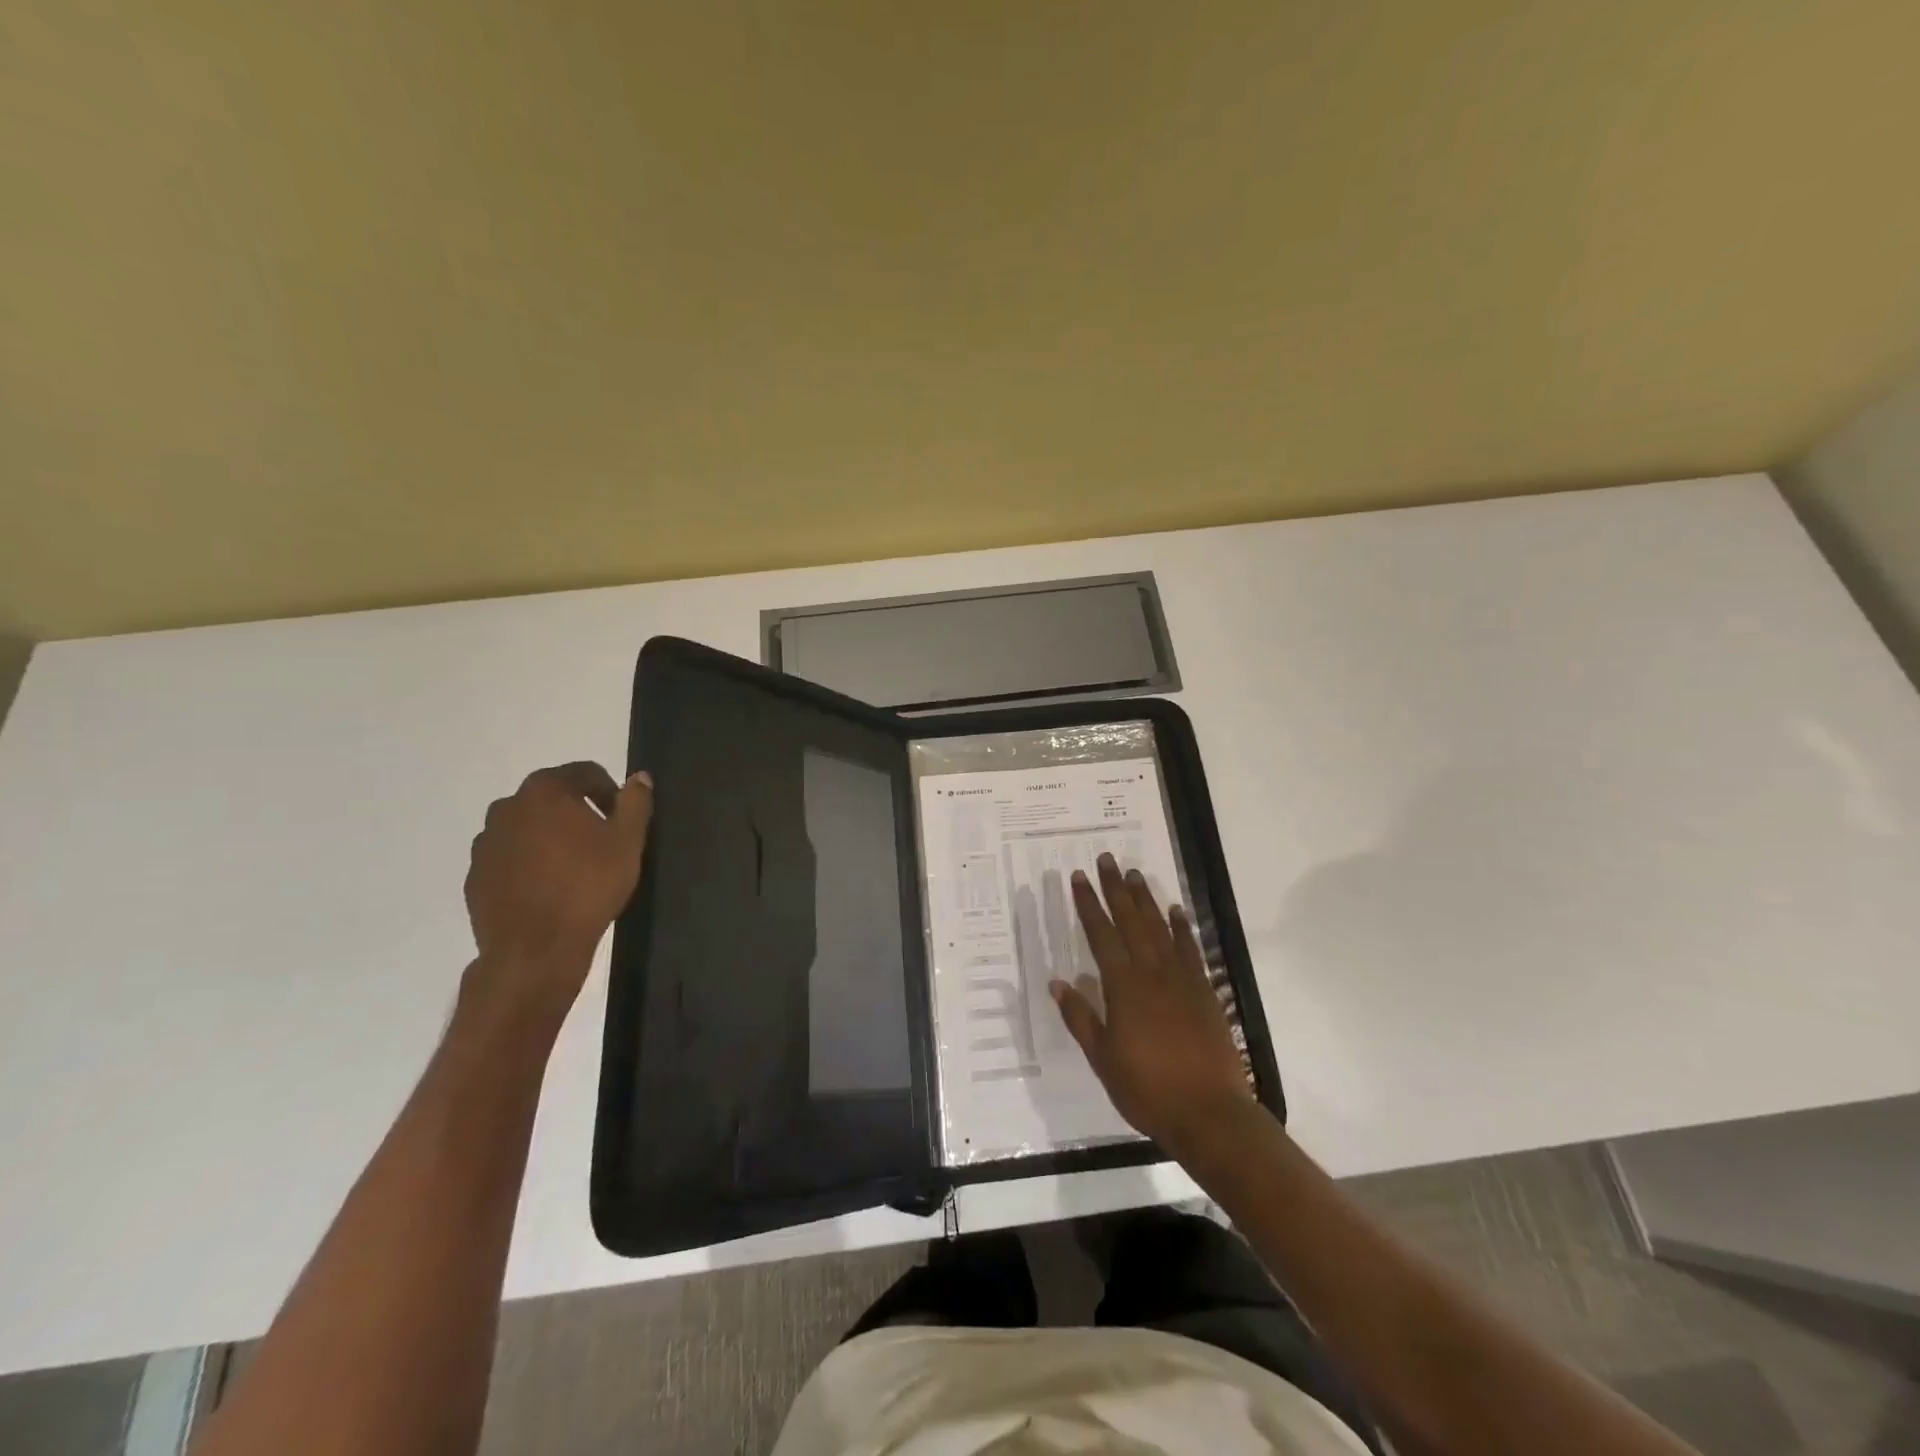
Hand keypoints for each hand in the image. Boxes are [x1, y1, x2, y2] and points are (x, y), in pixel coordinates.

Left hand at [463, 762, 652, 1016]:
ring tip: (575, 868)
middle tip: (602, 842)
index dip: (609, 791)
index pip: (584, 773)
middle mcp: (507, 808)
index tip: (623, 819)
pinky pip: (510, 859)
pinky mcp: (476, 877)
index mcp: (544, 792)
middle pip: (552, 798)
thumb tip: (639, 777)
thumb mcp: (627, 842)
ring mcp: (486, 844)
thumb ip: (635, 802)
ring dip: (551, 838)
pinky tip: (551, 889)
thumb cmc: (588, 887)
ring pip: (528, 828)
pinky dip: (530, 864)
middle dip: (577, 812)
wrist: (535, 950)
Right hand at [1052, 853, 1252, 1154]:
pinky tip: (1175, 911)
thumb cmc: (1148, 1089)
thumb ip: (1080, 1017)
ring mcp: (1181, 979)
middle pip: (1130, 920)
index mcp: (1123, 987)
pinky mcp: (1204, 991)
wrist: (1209, 1113)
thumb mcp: (1103, 1058)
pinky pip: (1190, 949)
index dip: (1088, 904)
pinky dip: (1181, 927)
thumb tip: (1057, 982)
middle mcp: (1151, 972)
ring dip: (1145, 899)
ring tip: (1135, 874)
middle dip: (1115, 888)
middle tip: (1107, 859)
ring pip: (1159, 927)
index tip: (1079, 877)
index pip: (1100, 934)